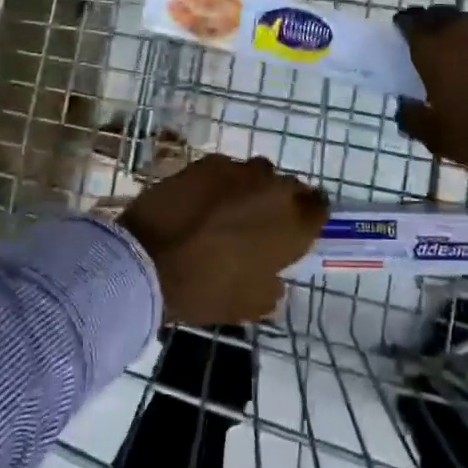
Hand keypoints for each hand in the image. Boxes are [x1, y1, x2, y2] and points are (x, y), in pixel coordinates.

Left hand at [118, 155, 329, 323]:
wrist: (147, 260)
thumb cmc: (206, 289)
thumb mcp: (250, 305)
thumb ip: (272, 287)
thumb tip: (274, 278)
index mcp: (292, 224)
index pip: (319, 209)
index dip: (309, 218)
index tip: (296, 230)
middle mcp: (273, 188)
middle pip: (290, 187)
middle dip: (281, 202)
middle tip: (260, 223)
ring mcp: (239, 170)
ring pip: (258, 174)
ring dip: (252, 189)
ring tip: (229, 210)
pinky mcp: (207, 162)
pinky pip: (226, 170)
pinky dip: (221, 183)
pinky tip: (202, 201)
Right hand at [394, 6, 467, 200]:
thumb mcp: (437, 138)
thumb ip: (413, 116)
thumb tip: (405, 104)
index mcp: (437, 49)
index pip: (411, 22)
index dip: (405, 29)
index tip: (403, 40)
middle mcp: (467, 29)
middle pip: (443, 17)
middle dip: (435, 29)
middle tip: (434, 50)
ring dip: (467, 36)